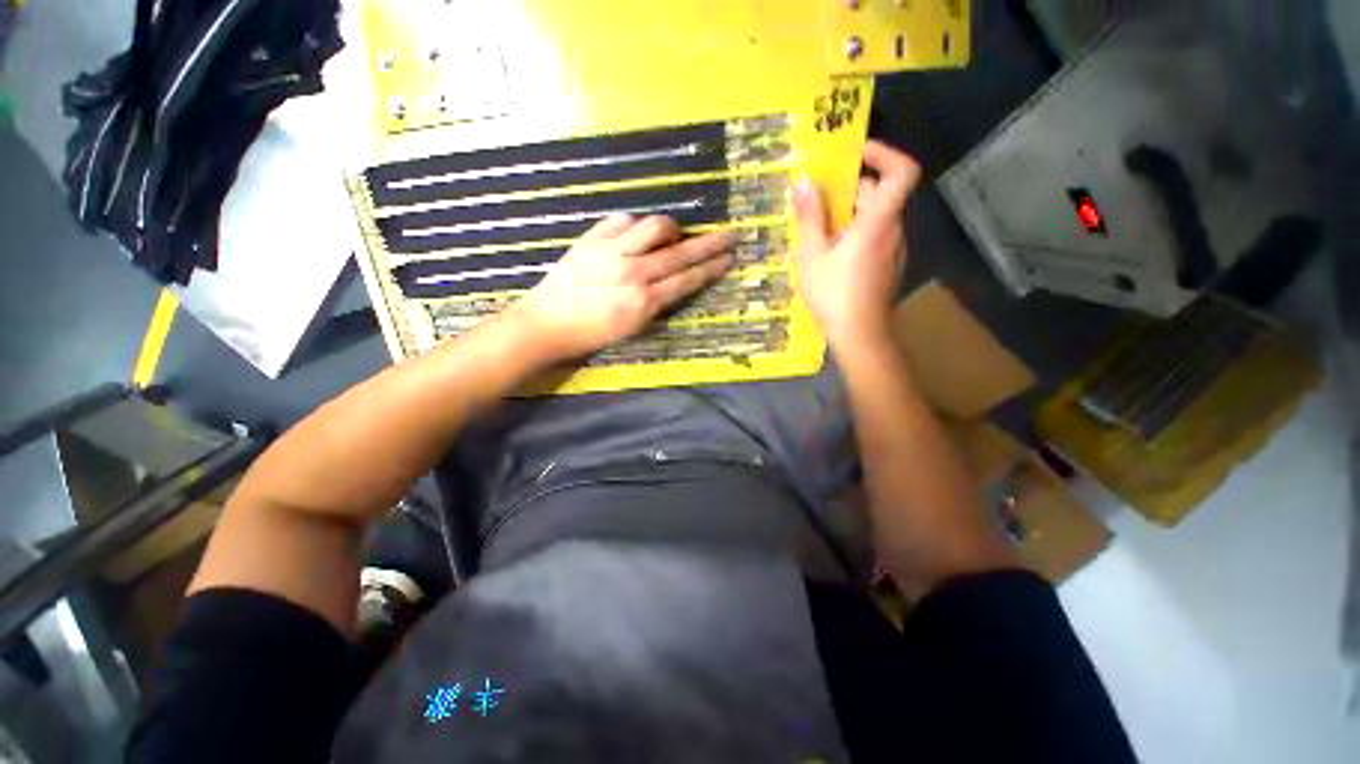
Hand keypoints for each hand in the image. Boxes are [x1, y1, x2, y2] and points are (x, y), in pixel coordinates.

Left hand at [509, 214, 732, 360]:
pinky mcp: (592, 238)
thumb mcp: (633, 330)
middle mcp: (633, 273)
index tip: (729, 257)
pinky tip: (638, 234)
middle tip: (727, 236)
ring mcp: (611, 251)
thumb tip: (680, 282)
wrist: (546, 324)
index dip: (711, 267)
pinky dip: (637, 225)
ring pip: (655, 226)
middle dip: (708, 244)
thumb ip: (659, 305)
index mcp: (643, 302)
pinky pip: (624, 219)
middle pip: (680, 252)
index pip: (687, 279)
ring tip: (674, 236)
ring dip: (672, 229)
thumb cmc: (592, 335)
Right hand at [794, 140, 921, 350]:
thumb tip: (803, 181)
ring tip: (817, 229)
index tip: (854, 153)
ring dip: (850, 214)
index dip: (883, 153)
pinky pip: (875, 238)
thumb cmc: (834, 294)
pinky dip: (855, 234)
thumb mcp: (813, 255)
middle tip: (818, 197)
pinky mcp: (888, 266)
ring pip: (876, 218)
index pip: (902, 171)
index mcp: (878, 222)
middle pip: (881, 194)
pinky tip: (831, 255)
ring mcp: (894, 250)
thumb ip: (810, 217)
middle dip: (851, 188)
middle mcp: (893, 230)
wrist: (859, 335)